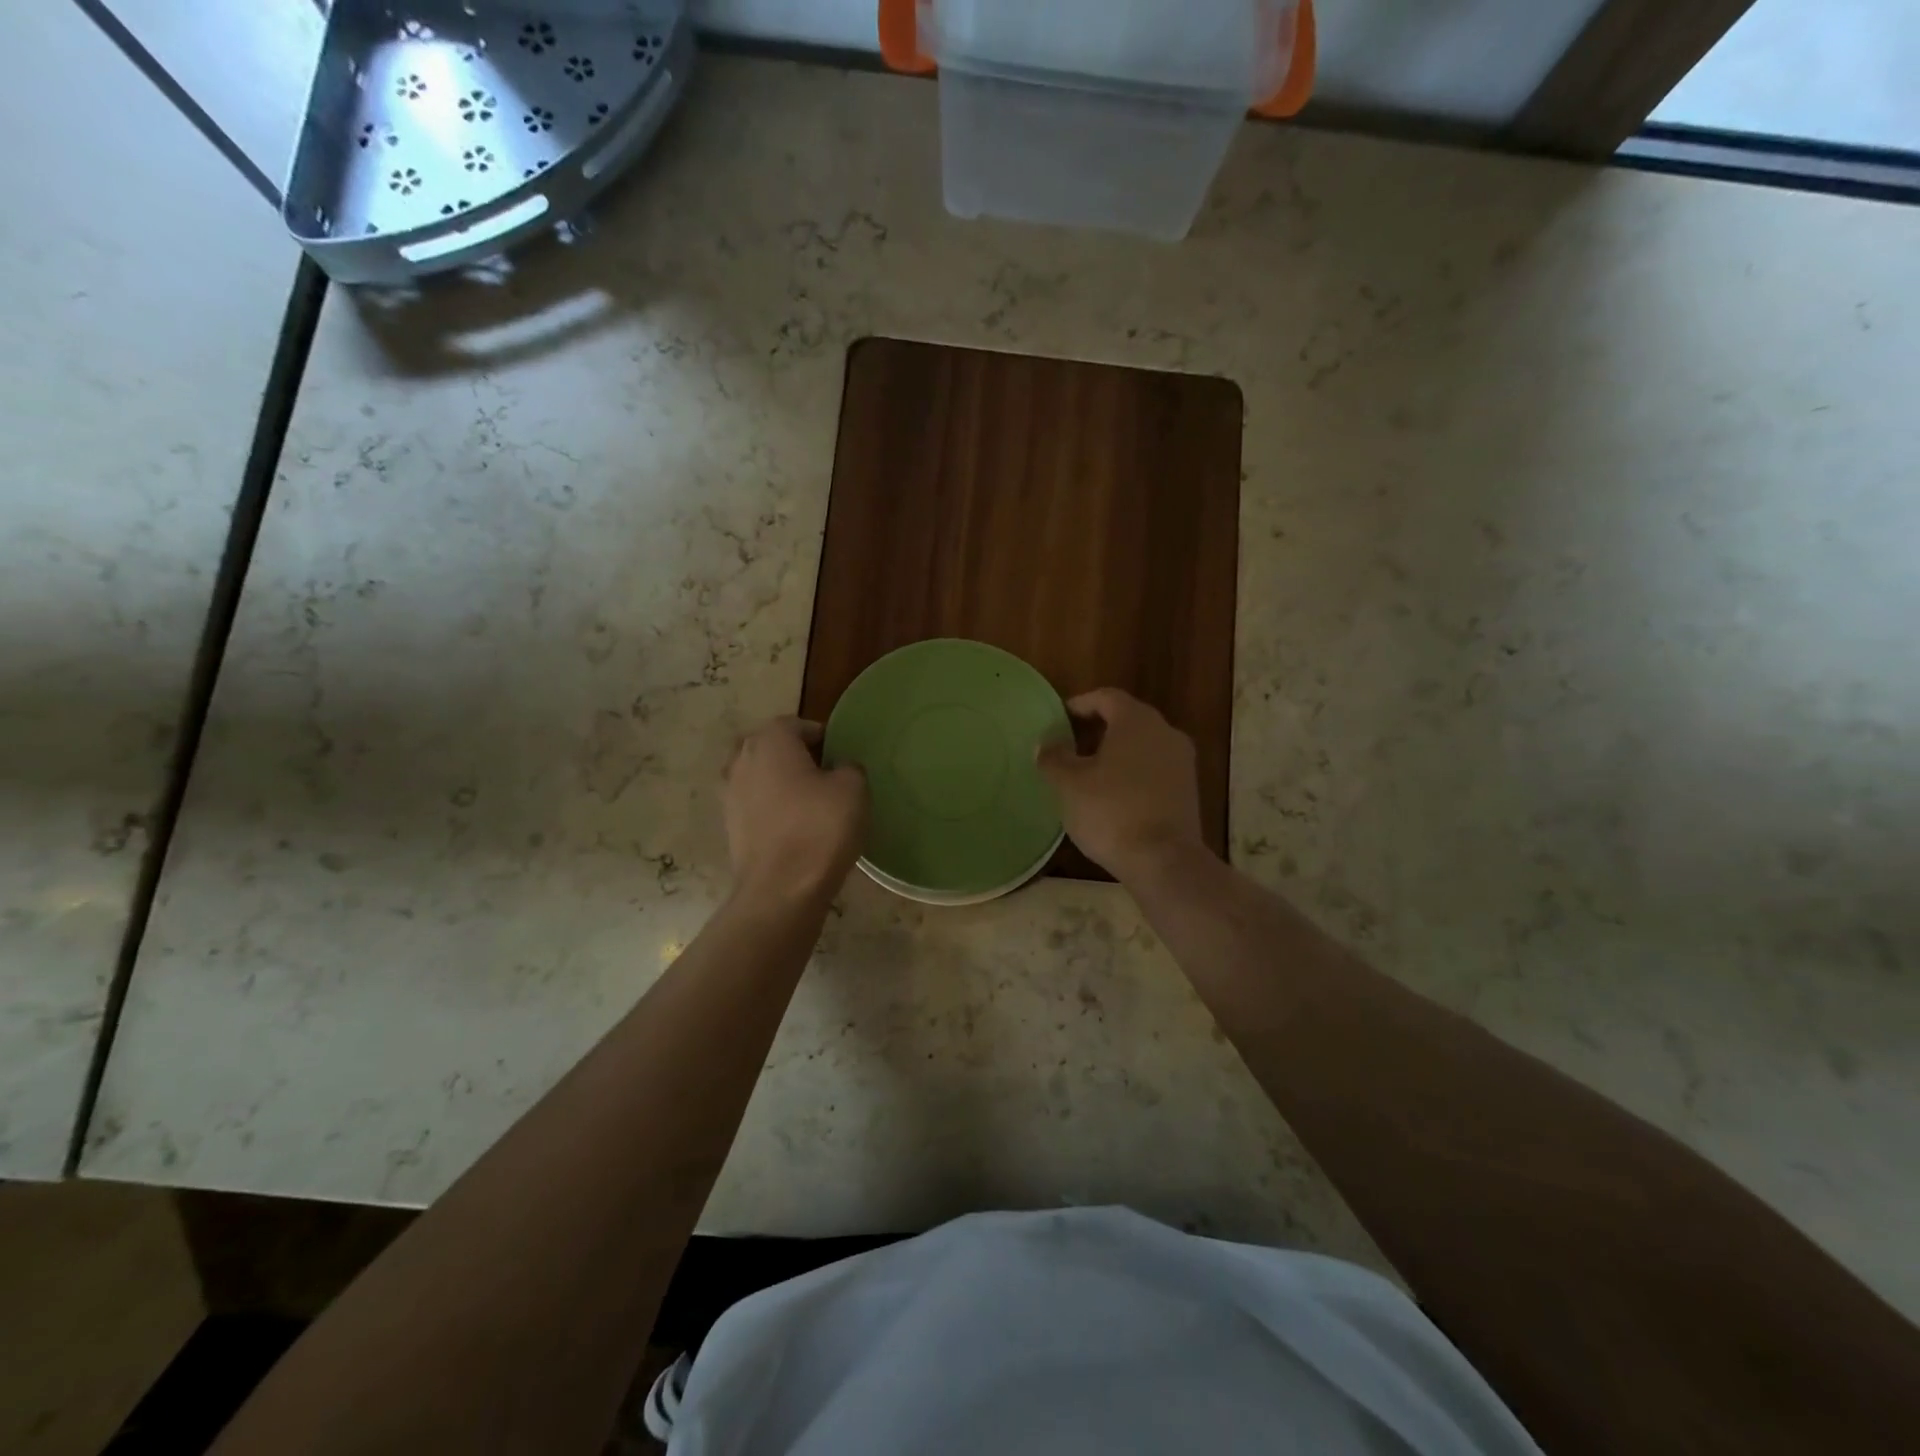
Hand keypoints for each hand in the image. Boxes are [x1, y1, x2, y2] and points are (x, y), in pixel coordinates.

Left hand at [722, 718, 867, 903]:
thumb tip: (840, 768)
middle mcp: (742, 761)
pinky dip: (769, 806)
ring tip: (806, 797)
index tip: (837, 751)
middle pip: (767, 745)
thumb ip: (849, 767)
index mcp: (770, 742)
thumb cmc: (819, 829)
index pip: (794, 724)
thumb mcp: (853, 789)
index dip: (817, 734)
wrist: (781, 890)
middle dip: (790, 752)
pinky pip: (752, 803)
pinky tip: (792, 823)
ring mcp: (730, 795)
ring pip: (756, 774)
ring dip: (777, 779)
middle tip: (820, 770)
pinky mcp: (730, 826)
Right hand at [1037, 688, 1207, 883]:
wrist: (1164, 860)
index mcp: (1136, 720)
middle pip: (1127, 719)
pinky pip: (1154, 769)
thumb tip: (1046, 745)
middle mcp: (1165, 732)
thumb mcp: (1069, 784)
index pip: (1106, 697)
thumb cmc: (1111, 811)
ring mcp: (1181, 762)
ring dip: (1115, 753)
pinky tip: (1112, 795)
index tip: (1059, 718)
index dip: (1080, 704)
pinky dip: (1132, 773)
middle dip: (1097, 729)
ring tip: (1087, 772)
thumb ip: (1054, 758)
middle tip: (1069, 745)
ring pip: (1142, 745)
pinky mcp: (1188, 790)